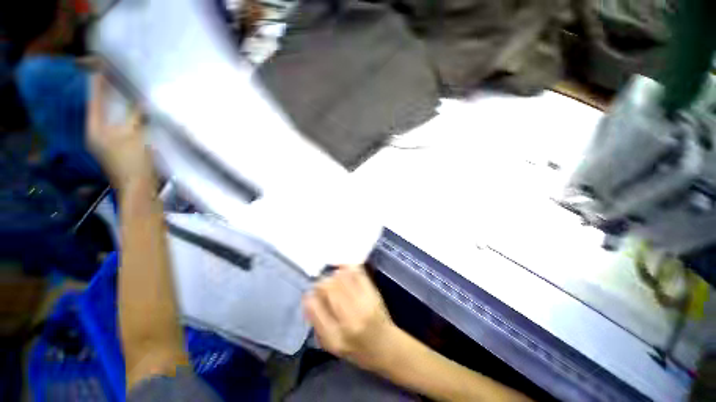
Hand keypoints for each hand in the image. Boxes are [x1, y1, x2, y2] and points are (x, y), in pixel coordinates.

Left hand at [87, 74, 153, 188]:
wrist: (138, 187)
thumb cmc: (133, 161)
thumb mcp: (135, 136)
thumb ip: (136, 118)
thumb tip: (140, 103)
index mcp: (95, 130)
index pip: (95, 102)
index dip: (98, 85)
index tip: (101, 68)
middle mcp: (97, 135)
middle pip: (101, 110)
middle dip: (108, 96)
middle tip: (114, 80)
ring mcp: (107, 144)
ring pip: (111, 120)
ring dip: (118, 108)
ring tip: (125, 95)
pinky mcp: (118, 150)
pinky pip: (120, 128)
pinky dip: (126, 120)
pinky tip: (134, 116)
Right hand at [303, 265, 399, 370]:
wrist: (386, 346)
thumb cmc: (356, 349)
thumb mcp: (331, 344)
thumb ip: (317, 322)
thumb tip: (308, 297)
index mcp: (335, 336)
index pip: (315, 305)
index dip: (312, 294)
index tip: (313, 293)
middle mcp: (350, 318)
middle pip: (329, 286)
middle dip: (323, 283)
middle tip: (325, 286)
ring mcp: (363, 302)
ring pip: (342, 277)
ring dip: (335, 275)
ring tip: (335, 280)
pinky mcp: (373, 292)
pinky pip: (357, 272)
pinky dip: (348, 268)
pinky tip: (344, 270)